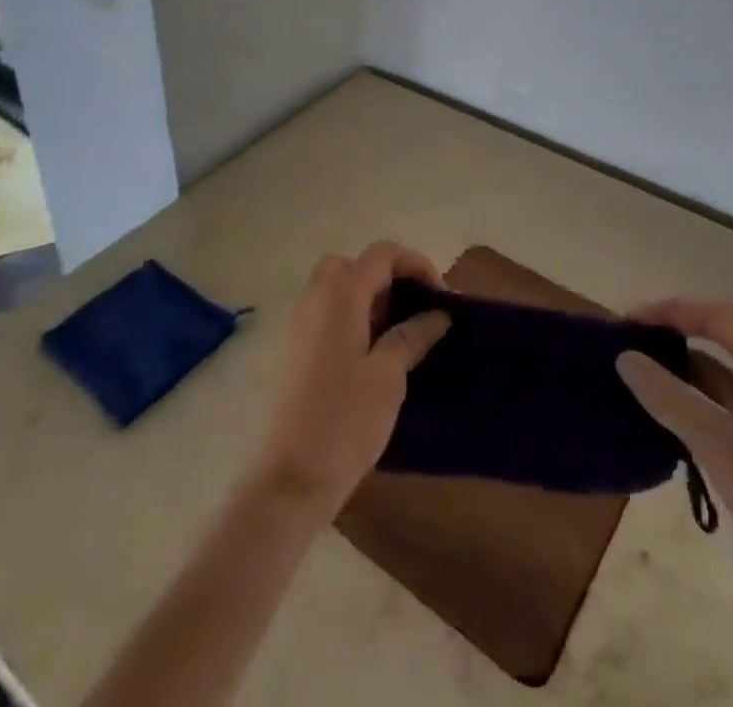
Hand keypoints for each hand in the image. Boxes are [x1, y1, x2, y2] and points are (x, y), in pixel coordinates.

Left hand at [251, 242, 450, 522]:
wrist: (290, 478)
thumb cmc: (344, 420)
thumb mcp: (389, 375)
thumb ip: (413, 335)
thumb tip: (438, 313)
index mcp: (340, 294)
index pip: (382, 254)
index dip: (416, 265)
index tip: (442, 296)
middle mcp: (316, 297)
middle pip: (357, 265)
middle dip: (391, 278)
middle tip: (417, 309)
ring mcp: (302, 322)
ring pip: (341, 287)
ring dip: (373, 298)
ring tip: (402, 333)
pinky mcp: (297, 348)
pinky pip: (330, 311)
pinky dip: (356, 316)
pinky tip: (377, 352)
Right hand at [617, 301, 732, 635]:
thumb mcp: (720, 444)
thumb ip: (669, 397)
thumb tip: (625, 357)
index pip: (718, 317)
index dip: (671, 313)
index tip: (628, 323)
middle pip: (723, 336)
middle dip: (678, 331)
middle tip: (634, 339)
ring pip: (723, 374)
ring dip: (683, 369)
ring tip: (638, 373)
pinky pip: (725, 407)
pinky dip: (693, 402)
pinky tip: (662, 417)